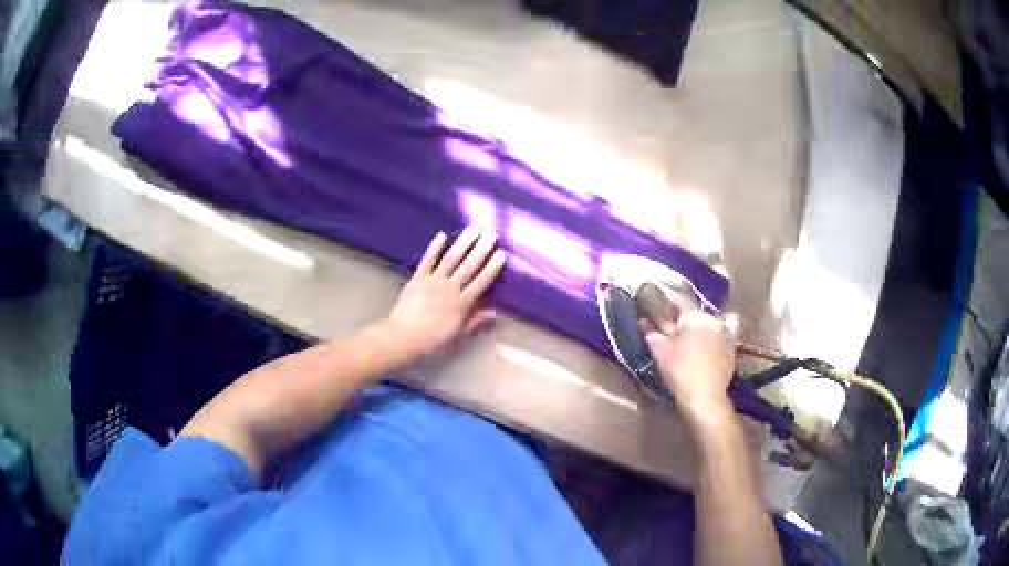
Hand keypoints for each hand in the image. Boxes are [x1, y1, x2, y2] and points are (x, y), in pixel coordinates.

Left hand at [387, 226, 506, 358]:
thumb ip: (475, 322)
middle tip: (491, 233)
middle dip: (481, 249)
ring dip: (463, 243)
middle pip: (469, 266)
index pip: (481, 282)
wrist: (404, 336)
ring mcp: (434, 281)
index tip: (501, 254)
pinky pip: (428, 260)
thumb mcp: (458, 336)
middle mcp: (451, 288)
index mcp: (462, 303)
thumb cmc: (433, 341)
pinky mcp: (418, 278)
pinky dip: (434, 247)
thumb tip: (495, 312)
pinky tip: (442, 235)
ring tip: (474, 228)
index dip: (492, 268)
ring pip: (452, 258)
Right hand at [642, 309, 736, 422]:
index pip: (680, 301)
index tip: (664, 306)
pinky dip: (726, 326)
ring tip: (695, 336)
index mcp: (691, 316)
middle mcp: (710, 318)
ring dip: (703, 324)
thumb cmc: (678, 370)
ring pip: (712, 320)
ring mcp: (724, 330)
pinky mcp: (733, 344)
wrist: (703, 393)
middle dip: (686, 318)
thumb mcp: (660, 351)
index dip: (670, 302)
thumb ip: (652, 333)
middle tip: (676, 329)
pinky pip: (731, 327)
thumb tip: (644, 322)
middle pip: (696, 312)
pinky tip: (718, 334)